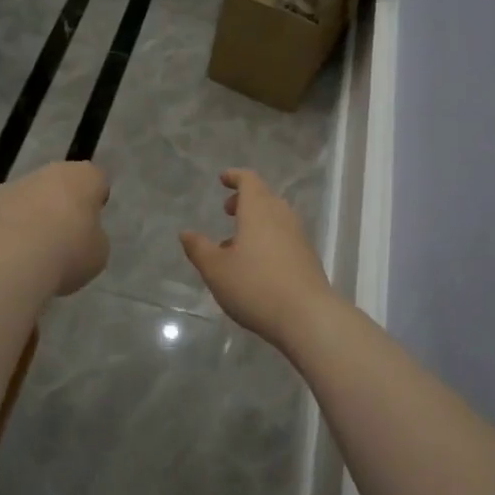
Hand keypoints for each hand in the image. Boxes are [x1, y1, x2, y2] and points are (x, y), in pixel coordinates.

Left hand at [0, 161, 111, 295]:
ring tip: (35, 248)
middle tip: (65, 235)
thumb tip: (79, 235)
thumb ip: (92, 236)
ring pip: (32, 195)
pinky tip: (11, 250)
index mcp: (84, 176)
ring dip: (35, 212)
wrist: (13, 261)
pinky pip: (8, 210)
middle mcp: (51, 170)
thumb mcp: (98, 251)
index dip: (95, 199)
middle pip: (62, 183)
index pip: (96, 180)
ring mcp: (18, 183)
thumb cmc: (68, 252)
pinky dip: (10, 224)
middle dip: (63, 203)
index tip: (92, 222)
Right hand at [181, 169, 335, 348]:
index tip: (223, 179)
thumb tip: (186, 233)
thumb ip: (199, 248)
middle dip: (245, 200)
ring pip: (275, 217)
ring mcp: (299, 236)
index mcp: (258, 210)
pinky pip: (284, 236)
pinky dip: (268, 238)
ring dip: (256, 221)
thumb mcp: (216, 269)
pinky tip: (256, 264)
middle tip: (227, 211)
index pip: (249, 180)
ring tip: (236, 244)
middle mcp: (282, 216)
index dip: (235, 176)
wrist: (308, 317)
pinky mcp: (308, 257)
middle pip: (264, 197)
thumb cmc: (255, 286)